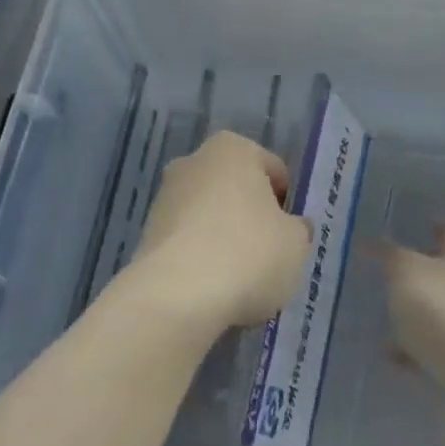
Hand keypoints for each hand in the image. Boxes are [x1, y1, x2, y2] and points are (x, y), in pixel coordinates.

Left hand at [130, 132, 311, 331]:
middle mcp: (194, 162)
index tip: (289, 236)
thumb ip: (297, 229)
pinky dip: (200, 260)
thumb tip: (292, 228)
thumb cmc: (248, 254)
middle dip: (251, 218)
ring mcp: (165, 197)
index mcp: (233, 149)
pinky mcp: (147, 234)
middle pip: (237, 191)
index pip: (274, 171)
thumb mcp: (295, 243)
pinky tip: (212, 289)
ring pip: (209, 217)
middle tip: (267, 257)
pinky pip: (187, 243)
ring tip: (239, 280)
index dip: (287, 205)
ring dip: (224, 240)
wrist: (177, 296)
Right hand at [379, 224, 444, 389]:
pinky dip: (415, 352)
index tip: (406, 227)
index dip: (431, 227)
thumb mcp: (407, 274)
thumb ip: (389, 256)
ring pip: (439, 314)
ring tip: (379, 318)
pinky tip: (391, 359)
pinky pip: (436, 351)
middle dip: (417, 275)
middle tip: (382, 274)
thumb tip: (370, 242)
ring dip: (414, 316)